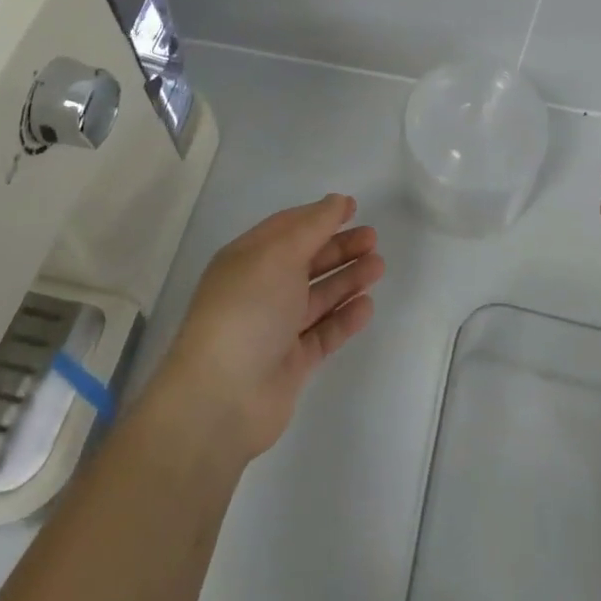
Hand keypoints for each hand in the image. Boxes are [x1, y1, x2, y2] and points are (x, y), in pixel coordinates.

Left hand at [153, 195, 383, 463]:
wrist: (222, 398)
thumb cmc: (247, 311)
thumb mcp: (279, 255)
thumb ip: (313, 226)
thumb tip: (337, 201)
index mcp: (248, 259)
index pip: (287, 228)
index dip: (319, 216)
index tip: (353, 207)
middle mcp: (260, 290)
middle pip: (306, 261)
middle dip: (339, 247)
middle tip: (373, 238)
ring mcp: (275, 328)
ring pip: (318, 296)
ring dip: (347, 278)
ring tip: (378, 266)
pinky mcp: (291, 363)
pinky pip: (324, 333)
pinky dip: (344, 318)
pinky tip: (366, 305)